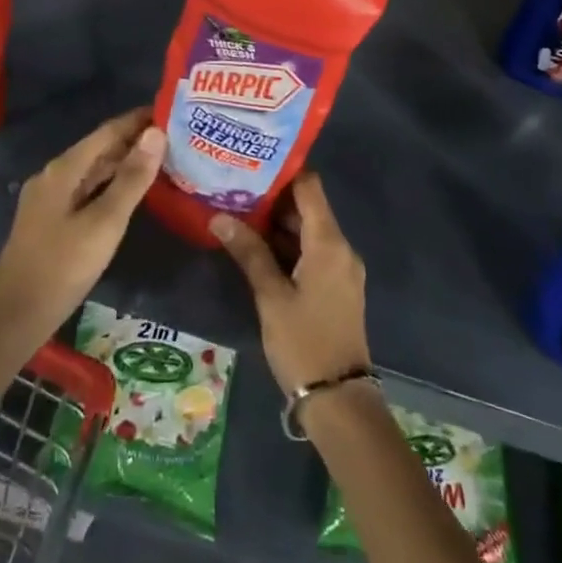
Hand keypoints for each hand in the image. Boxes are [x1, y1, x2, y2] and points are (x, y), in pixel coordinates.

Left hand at [0, 110, 163, 393]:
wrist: (15, 316)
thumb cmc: (63, 266)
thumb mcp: (105, 223)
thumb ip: (132, 178)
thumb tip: (156, 133)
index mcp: (64, 169)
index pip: (108, 131)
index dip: (139, 119)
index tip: (171, 110)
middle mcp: (55, 175)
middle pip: (100, 148)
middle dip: (135, 140)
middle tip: (177, 137)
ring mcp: (50, 198)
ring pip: (94, 171)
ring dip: (125, 163)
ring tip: (164, 160)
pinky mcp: (52, 219)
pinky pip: (88, 189)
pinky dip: (112, 184)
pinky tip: (133, 193)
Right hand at [210, 172, 370, 395]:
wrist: (339, 400)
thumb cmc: (303, 342)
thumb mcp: (271, 296)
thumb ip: (249, 252)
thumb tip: (220, 216)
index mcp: (329, 243)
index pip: (309, 187)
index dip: (283, 171)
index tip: (252, 162)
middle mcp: (341, 247)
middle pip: (308, 207)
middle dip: (273, 198)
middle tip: (234, 187)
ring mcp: (341, 268)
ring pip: (308, 231)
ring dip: (278, 223)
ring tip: (238, 210)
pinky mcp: (336, 286)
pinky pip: (312, 251)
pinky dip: (287, 245)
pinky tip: (256, 246)